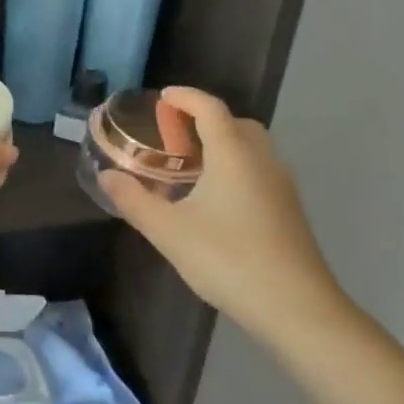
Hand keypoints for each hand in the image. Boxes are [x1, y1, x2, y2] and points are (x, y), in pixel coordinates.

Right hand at [98, 87, 346, 337]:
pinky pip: (258, 170)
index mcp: (233, 154)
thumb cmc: (228, 259)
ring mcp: (281, 185)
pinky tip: (215, 199)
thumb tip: (107, 176)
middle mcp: (262, 160)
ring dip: (222, 144)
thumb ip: (134, 200)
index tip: (163, 97)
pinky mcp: (289, 209)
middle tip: (172, 136)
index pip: (210, 108)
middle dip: (204, 120)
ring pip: (251, 148)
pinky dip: (235, 166)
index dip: (185, 97)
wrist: (296, 307)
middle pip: (235, 123)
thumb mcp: (169, 231)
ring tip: (189, 167)